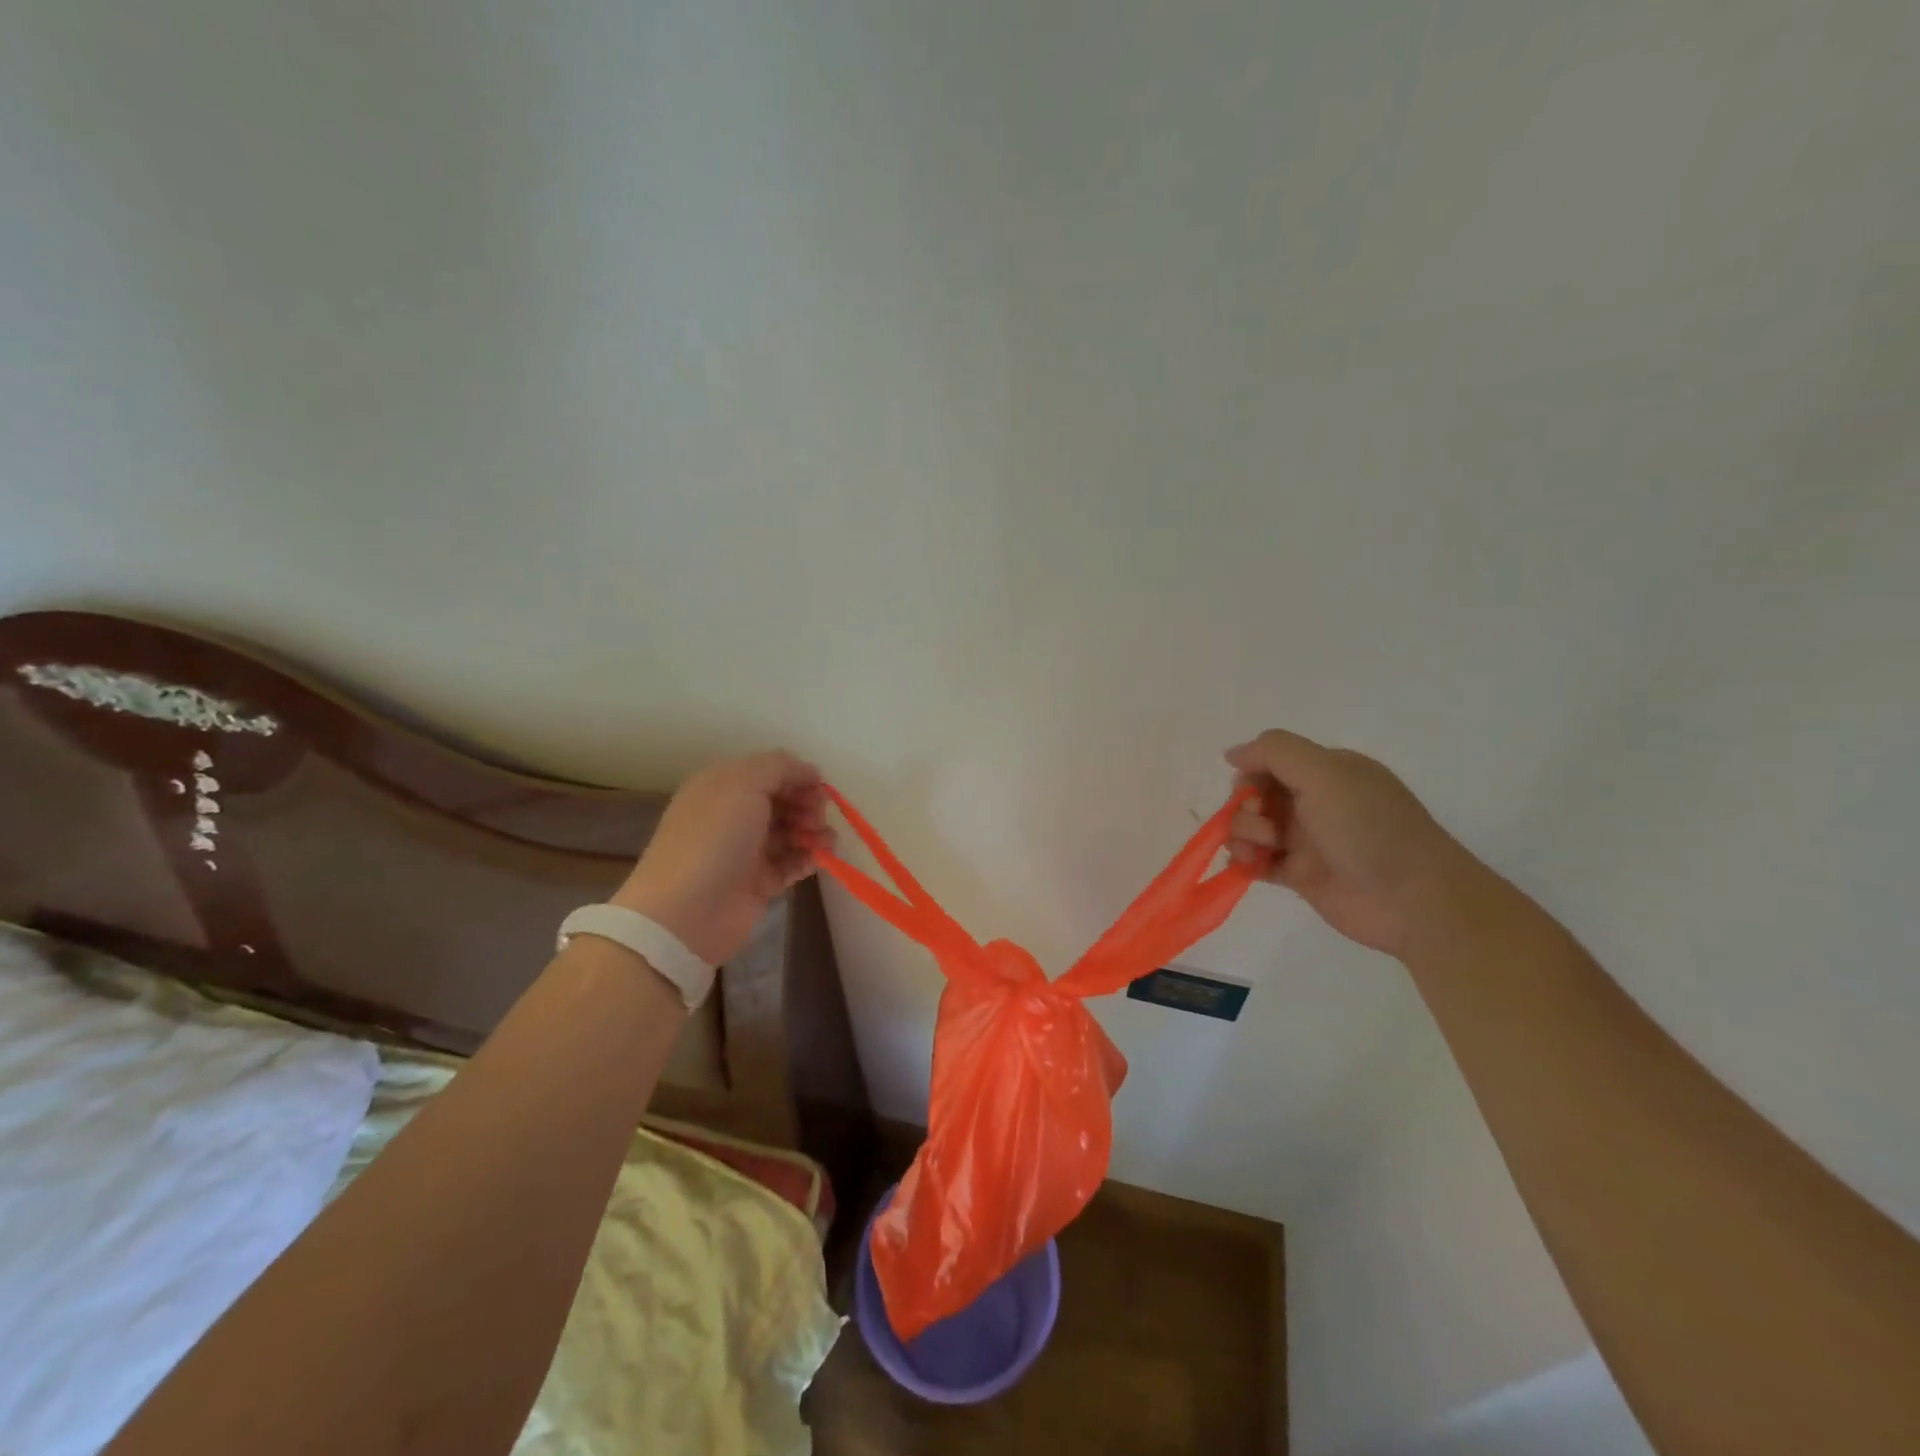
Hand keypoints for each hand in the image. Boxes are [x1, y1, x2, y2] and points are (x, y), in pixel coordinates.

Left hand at [613, 751, 835, 965]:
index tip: (819, 790)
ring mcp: (746, 850)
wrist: (688, 911)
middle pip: (783, 801)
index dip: (798, 777)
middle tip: (816, 820)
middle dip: (808, 805)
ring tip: (825, 842)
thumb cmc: (714, 838)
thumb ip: (780, 766)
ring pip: (790, 831)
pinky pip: (791, 863)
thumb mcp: (743, 784)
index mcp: (723, 786)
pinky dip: (808, 858)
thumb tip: (809, 771)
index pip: (771, 772)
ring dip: (813, 832)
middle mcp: (733, 814)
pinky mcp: (758, 882)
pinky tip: (818, 859)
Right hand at [1224, 729, 1484, 957]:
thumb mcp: (1325, 773)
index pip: (1271, 761)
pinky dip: (1244, 861)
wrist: (1412, 901)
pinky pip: (1255, 861)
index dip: (1251, 773)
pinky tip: (1249, 866)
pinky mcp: (1298, 875)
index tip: (1252, 791)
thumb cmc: (1369, 829)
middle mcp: (1315, 802)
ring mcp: (1306, 840)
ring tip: (1260, 851)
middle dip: (1244, 806)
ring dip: (1242, 834)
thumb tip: (1232, 753)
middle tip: (1265, 823)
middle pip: (1254, 794)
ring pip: (1250, 827)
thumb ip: (1274, 752)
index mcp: (1327, 772)